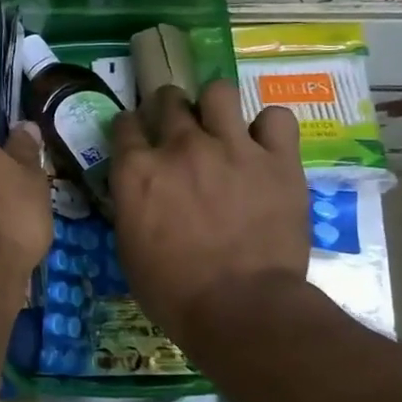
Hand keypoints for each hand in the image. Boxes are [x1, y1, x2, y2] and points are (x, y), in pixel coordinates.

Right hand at [110, 82, 308, 340]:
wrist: (241, 309)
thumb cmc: (173, 291)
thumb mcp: (129, 246)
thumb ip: (132, 204)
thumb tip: (139, 191)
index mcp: (137, 171)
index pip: (124, 124)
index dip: (130, 128)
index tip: (137, 137)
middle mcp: (180, 147)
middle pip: (168, 99)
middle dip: (169, 108)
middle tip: (179, 129)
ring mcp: (231, 148)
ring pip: (219, 92)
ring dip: (216, 106)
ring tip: (222, 127)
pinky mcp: (277, 160)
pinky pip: (276, 118)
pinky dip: (269, 128)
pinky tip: (266, 145)